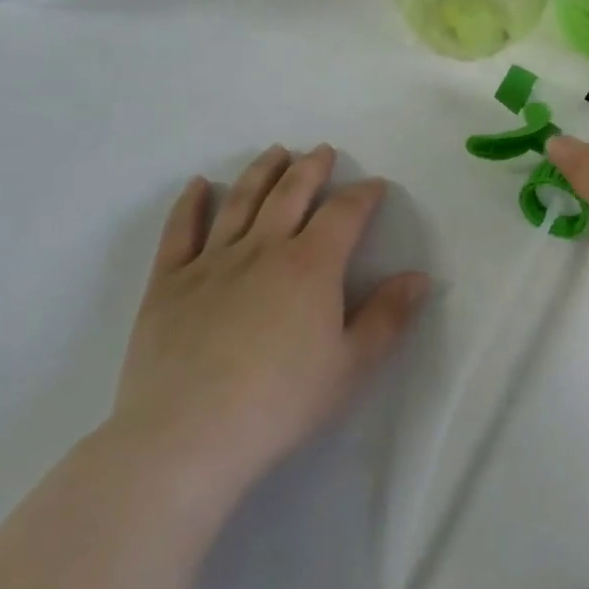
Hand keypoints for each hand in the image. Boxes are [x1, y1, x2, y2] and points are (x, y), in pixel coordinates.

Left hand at [109, 145, 428, 503]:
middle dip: (312, 168)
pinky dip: (190, 204)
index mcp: (311, 265)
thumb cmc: (281, 402)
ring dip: (261, 172)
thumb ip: (388, 316)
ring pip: (240, 202)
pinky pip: (180, 232)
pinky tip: (199, 185)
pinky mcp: (168, 283)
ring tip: (275, 152)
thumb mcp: (351, 365)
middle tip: (322, 151)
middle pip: (291, 194)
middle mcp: (263, 249)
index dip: (364, 194)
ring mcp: (212, 262)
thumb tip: (419, 277)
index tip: (375, 186)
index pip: (344, 213)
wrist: (187, 437)